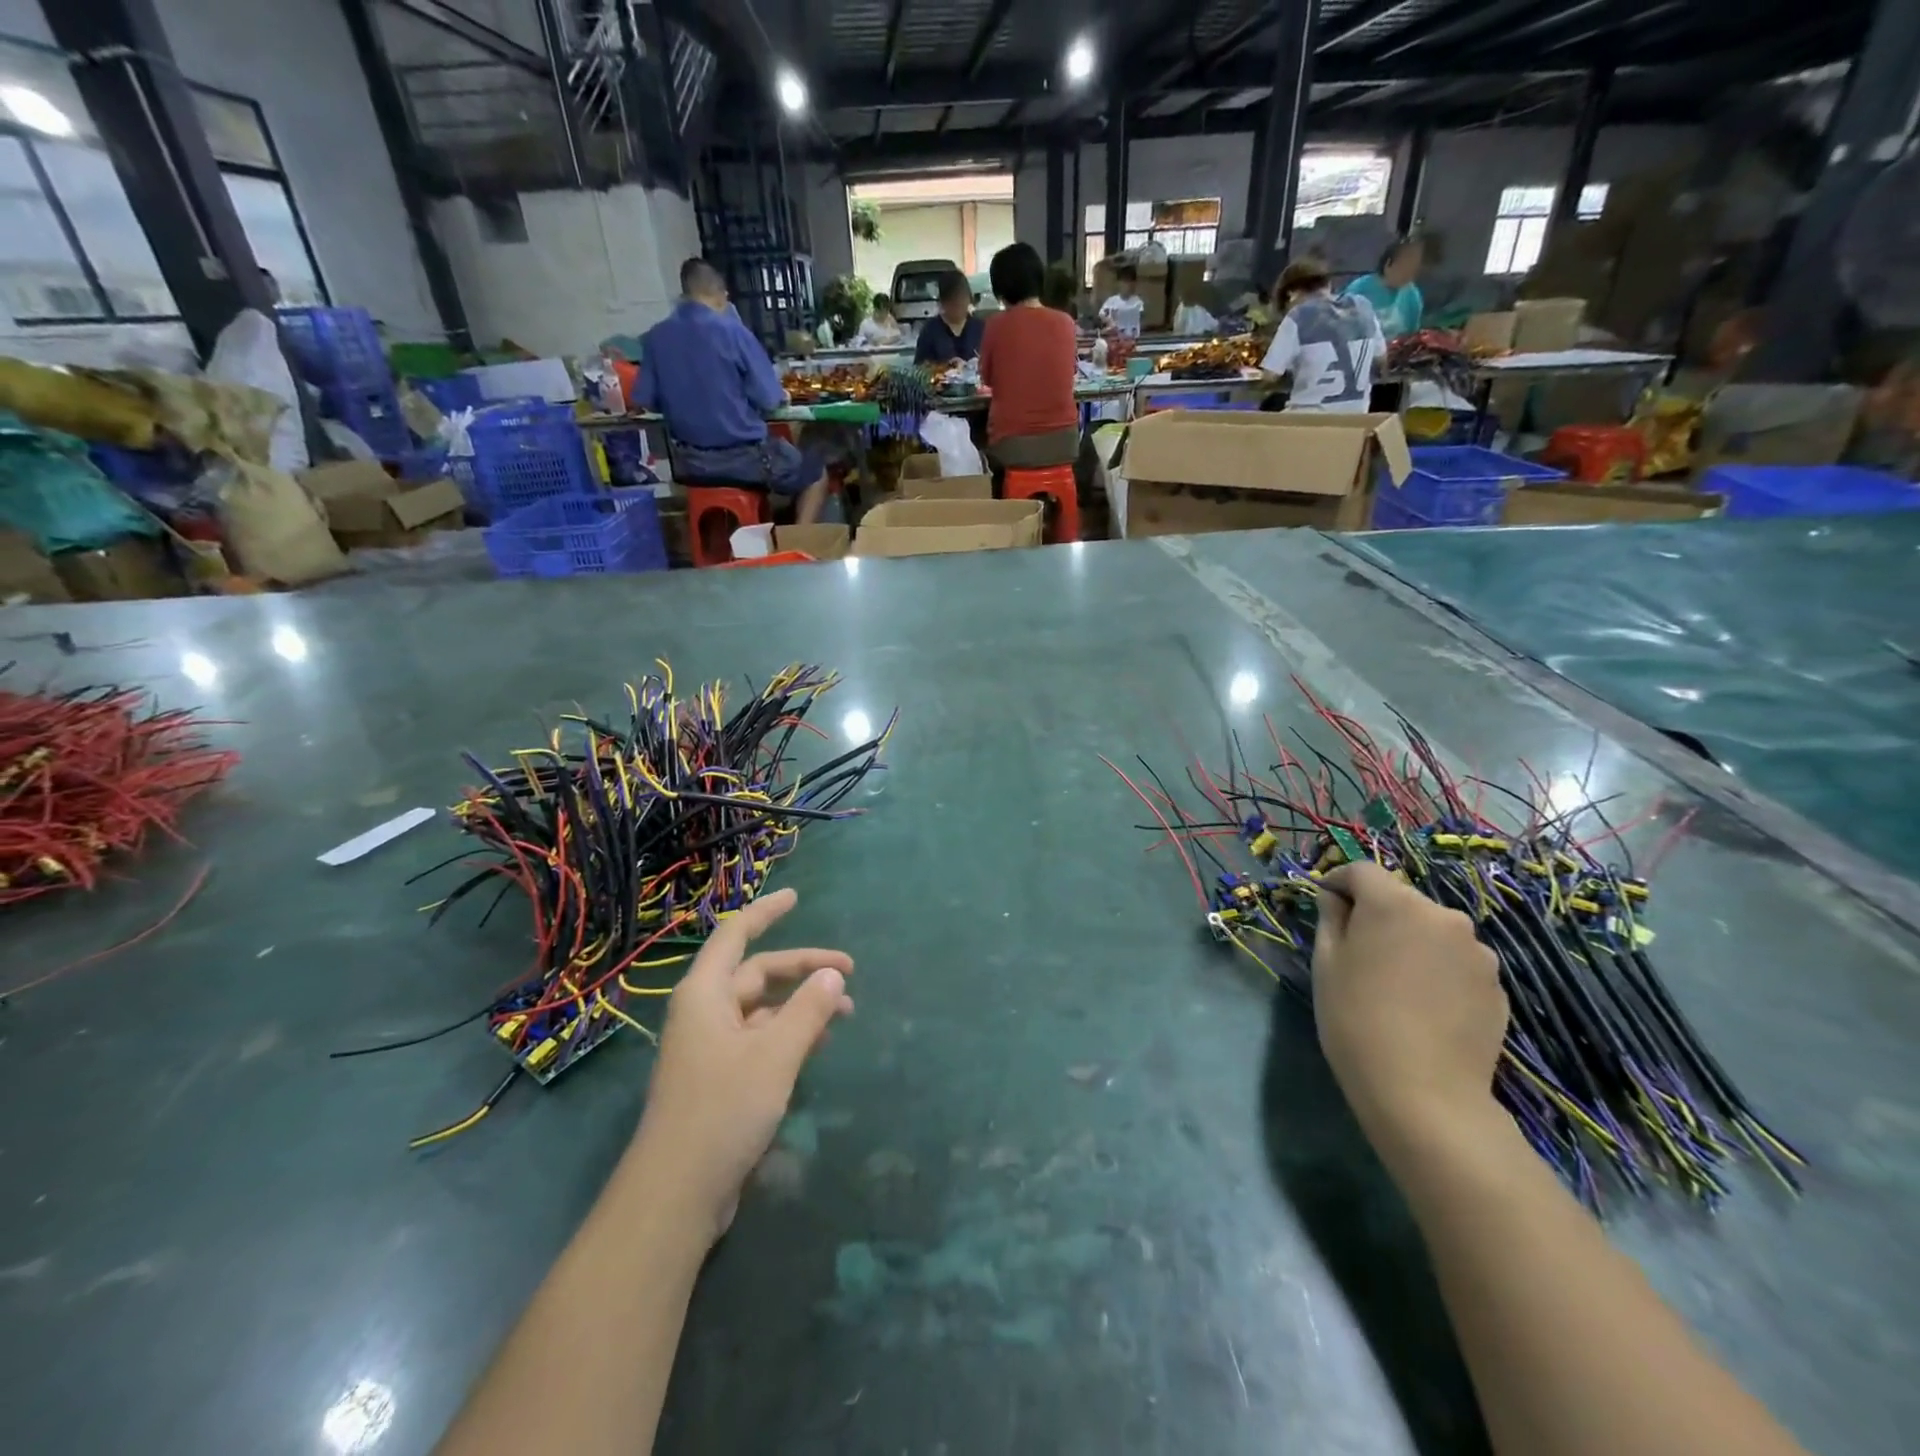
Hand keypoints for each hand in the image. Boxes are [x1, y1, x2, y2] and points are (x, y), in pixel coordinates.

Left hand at [631, 888, 852, 1242]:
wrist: (676, 1194)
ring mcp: (710, 1047)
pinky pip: (759, 1039)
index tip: (796, 896)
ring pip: (762, 1009)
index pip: (736, 935)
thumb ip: (808, 1010)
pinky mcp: (719, 1079)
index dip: (766, 912)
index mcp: (706, 994)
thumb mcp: (775, 1055)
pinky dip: (789, 1034)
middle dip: (802, 968)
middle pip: (757, 973)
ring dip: (800, 1004)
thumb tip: (833, 977)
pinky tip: (818, 1044)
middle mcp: (705, 1013)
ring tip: (845, 1012)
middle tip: (848, 971)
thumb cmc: (722, 1109)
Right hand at [1311, 862, 1507, 1156]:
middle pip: (1400, 899)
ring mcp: (1477, 951)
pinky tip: (1423, 1005)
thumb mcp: (1326, 963)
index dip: (1338, 882)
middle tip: (1357, 948)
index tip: (1324, 904)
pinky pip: (1455, 961)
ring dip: (1411, 941)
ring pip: (1431, 930)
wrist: (1424, 1091)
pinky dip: (1436, 969)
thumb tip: (1336, 898)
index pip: (1361, 871)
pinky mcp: (1497, 985)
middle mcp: (1442, 915)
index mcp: (1394, 903)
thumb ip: (1331, 918)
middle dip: (1377, 913)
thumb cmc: (1356, 1018)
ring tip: (1394, 981)